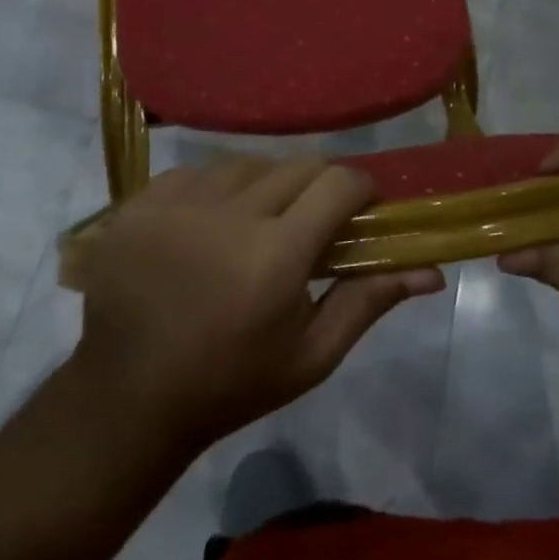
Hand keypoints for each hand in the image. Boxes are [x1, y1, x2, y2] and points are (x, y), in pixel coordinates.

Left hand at [65, 156, 443, 457]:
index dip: (360, 190)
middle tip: (310, 224)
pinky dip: (215, 189)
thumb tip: (430, 270)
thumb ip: (367, 301)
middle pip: (298, 165)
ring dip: (266, 185)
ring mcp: (180, 202)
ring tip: (256, 223)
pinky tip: (207, 224)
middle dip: (318, 187)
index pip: (339, 183)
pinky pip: (199, 171)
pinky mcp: (143, 200)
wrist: (128, 396)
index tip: (361, 211)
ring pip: (249, 163)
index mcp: (277, 254)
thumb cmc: (230, 384)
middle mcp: (230, 213)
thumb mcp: (310, 356)